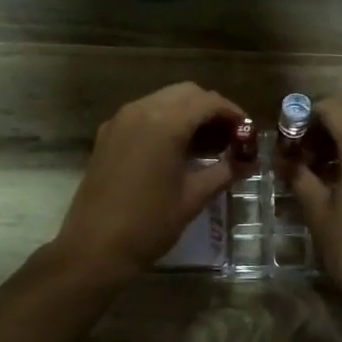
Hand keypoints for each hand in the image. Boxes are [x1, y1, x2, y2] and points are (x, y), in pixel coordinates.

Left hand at [53, 82, 245, 282]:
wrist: (93, 247)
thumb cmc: (148, 224)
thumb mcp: (193, 198)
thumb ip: (224, 172)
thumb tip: (248, 162)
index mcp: (165, 124)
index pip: (208, 102)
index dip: (233, 114)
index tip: (247, 133)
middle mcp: (141, 111)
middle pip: (186, 93)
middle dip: (211, 110)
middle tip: (230, 138)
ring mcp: (120, 120)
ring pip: (163, 100)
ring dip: (188, 114)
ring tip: (207, 145)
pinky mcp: (108, 134)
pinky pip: (144, 113)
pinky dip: (165, 120)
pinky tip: (176, 149)